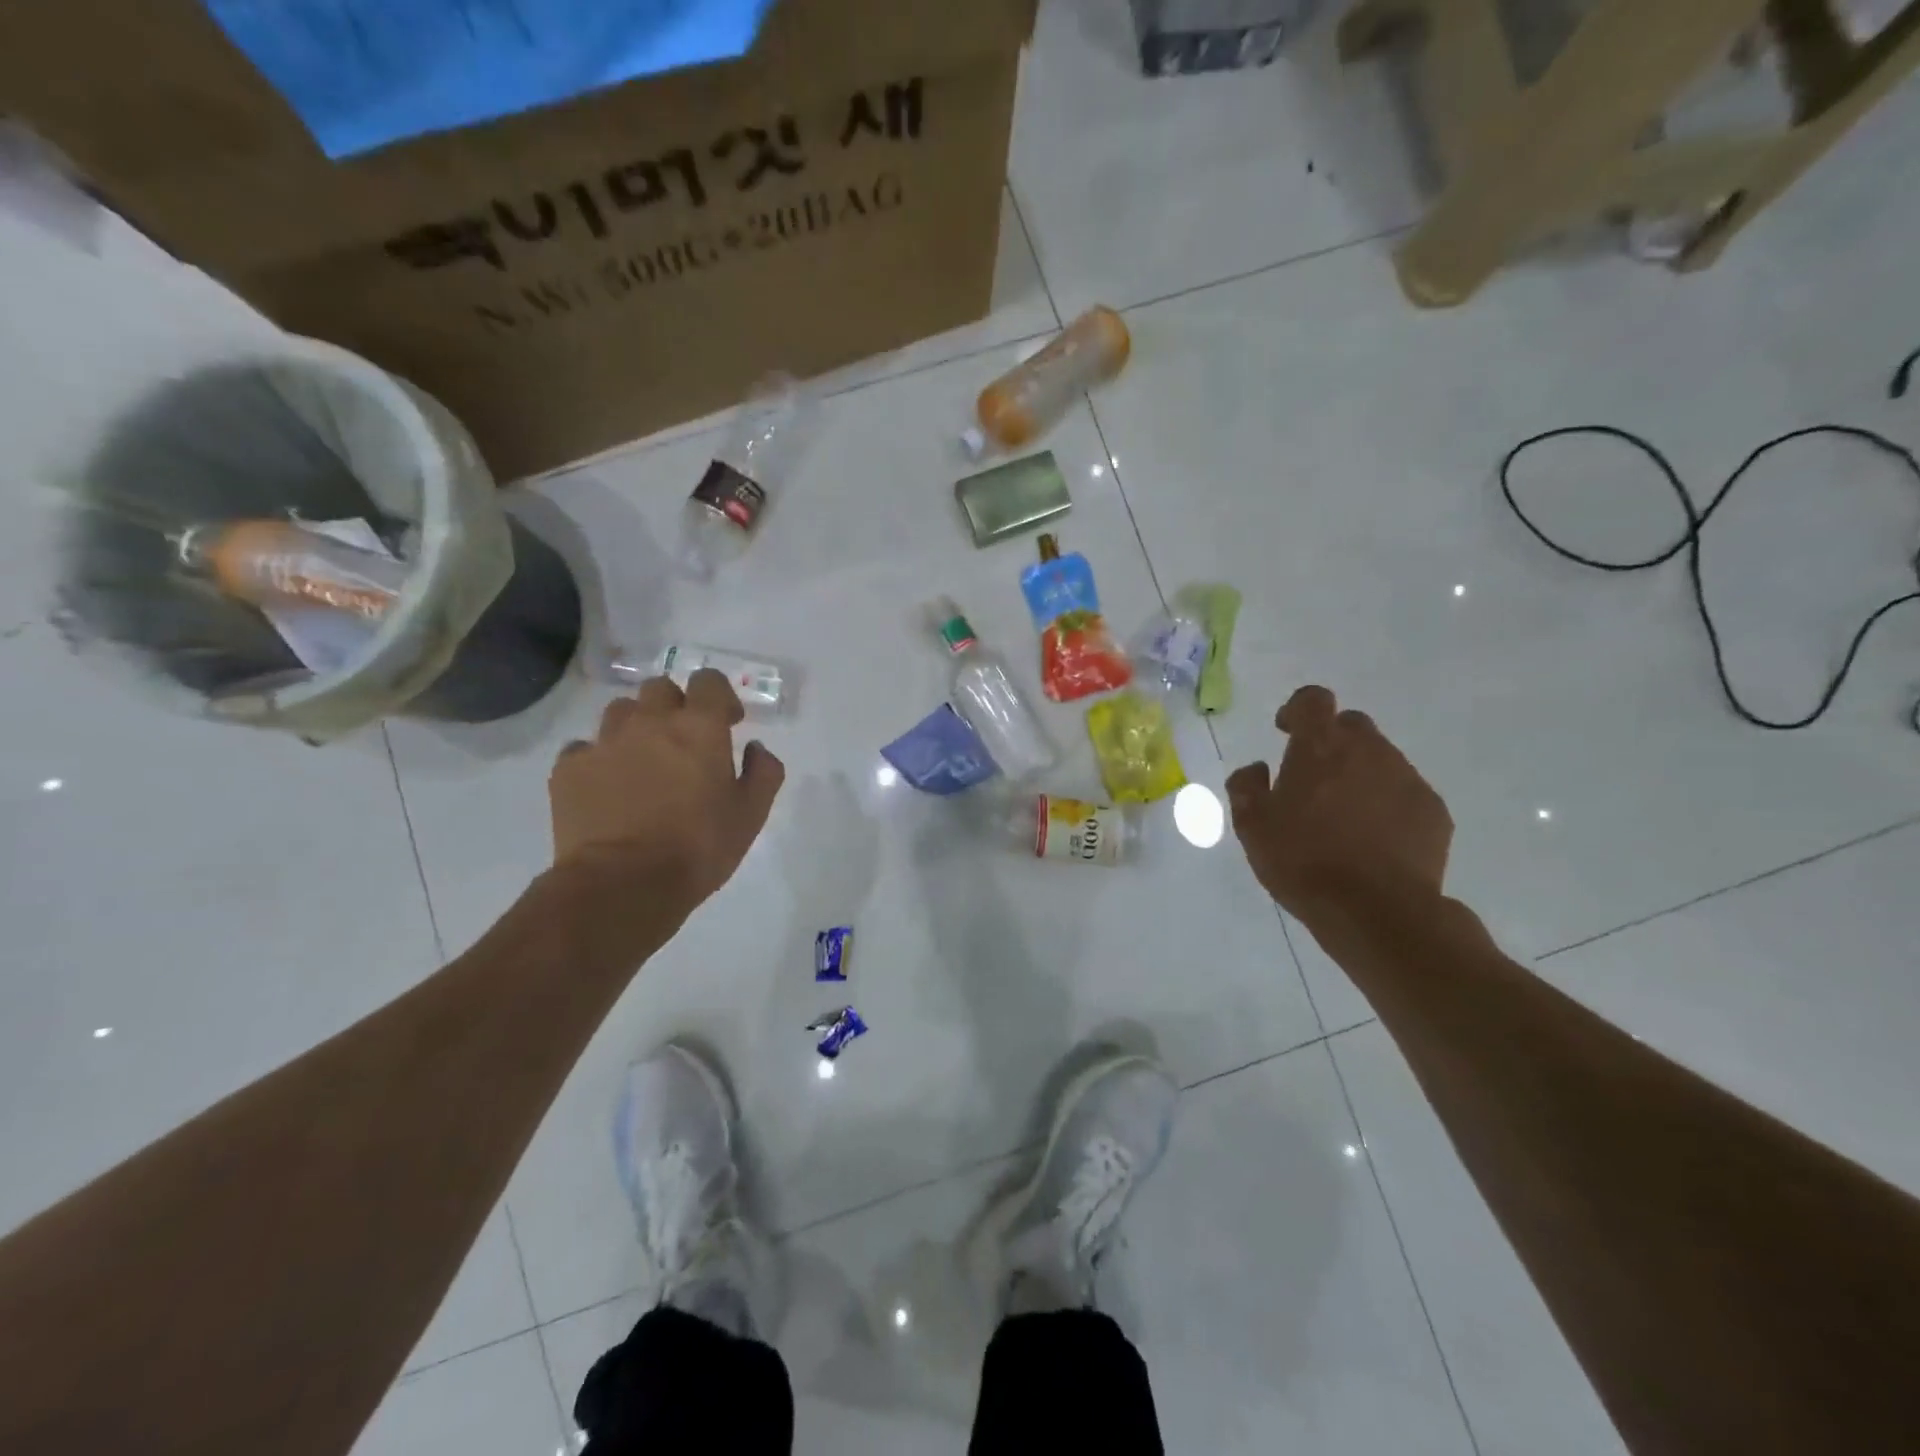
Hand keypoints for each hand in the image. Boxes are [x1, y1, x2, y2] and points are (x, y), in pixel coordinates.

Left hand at [549, 669, 784, 927]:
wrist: (623, 884)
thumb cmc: (698, 847)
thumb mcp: (751, 815)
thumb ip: (763, 772)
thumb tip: (755, 748)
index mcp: (699, 727)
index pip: (709, 682)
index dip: (719, 697)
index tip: (727, 723)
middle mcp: (650, 721)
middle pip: (660, 688)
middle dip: (675, 706)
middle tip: (684, 742)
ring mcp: (604, 742)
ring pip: (620, 711)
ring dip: (636, 726)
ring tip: (643, 760)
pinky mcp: (569, 768)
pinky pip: (584, 747)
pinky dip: (598, 758)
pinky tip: (607, 785)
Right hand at [1226, 686, 1451, 923]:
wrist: (1376, 911)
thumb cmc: (1302, 861)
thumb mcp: (1251, 827)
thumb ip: (1247, 787)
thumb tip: (1257, 769)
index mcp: (1320, 747)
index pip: (1314, 699)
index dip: (1298, 709)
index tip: (1286, 731)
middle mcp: (1369, 751)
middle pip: (1352, 725)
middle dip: (1332, 741)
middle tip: (1314, 778)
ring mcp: (1407, 779)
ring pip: (1382, 759)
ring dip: (1360, 773)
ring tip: (1344, 816)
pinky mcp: (1434, 812)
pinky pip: (1405, 793)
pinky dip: (1387, 804)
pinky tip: (1373, 839)